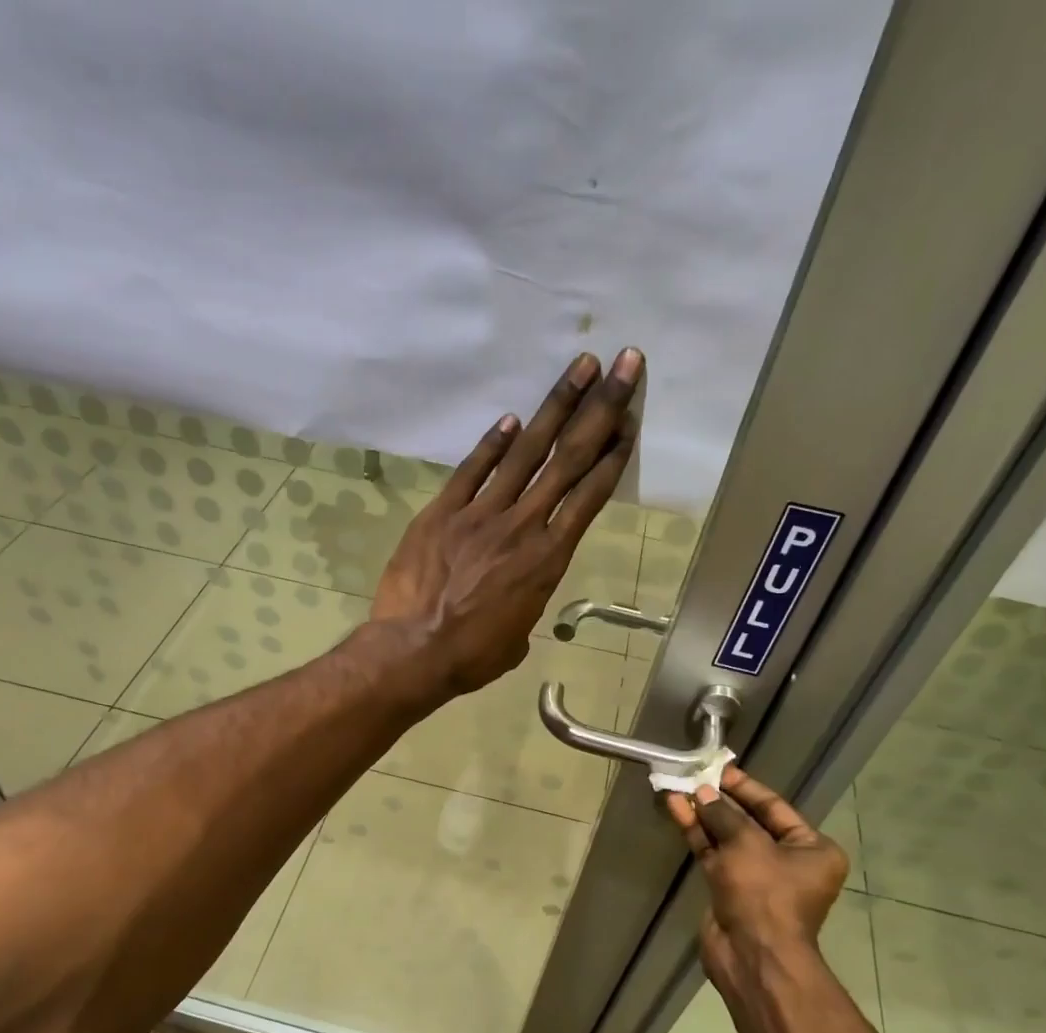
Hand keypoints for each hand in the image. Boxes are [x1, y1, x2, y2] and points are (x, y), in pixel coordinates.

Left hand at [372, 348, 642, 695]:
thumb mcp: (516, 636)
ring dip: (556, 406)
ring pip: (525, 451)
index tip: (630, 421)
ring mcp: (480, 514)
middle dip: (601, 407)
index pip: (589, 496)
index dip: (613, 456)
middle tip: (624, 362)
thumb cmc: (472, 656)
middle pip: (568, 458)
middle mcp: (523, 526)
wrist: (415, 651)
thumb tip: (515, 594)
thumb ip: (526, 602)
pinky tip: (512, 419)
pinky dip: (492, 443)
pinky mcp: (442, 512)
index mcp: (548, 560)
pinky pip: (472, 470)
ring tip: (580, 366)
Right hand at [666, 767, 849, 989]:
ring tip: (678, 789)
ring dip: (703, 815)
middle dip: (720, 801)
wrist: (752, 956)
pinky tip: (677, 811)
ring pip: (727, 838)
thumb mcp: (747, 844)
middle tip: (695, 777)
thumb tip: (703, 793)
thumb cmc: (764, 894)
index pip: (775, 808)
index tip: (720, 770)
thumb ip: (723, 815)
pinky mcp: (729, 890)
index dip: (746, 787)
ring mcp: (757, 878)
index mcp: (812, 849)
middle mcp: (788, 861)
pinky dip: (697, 835)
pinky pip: (714, 855)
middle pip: (749, 822)